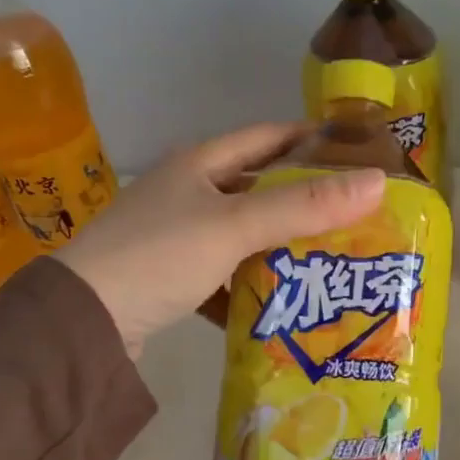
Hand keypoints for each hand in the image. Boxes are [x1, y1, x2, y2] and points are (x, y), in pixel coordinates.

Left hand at [57, 122, 384, 356]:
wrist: (83, 322)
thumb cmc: (159, 255)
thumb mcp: (235, 225)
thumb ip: (305, 205)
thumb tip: (377, 181)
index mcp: (200, 165)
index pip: (266, 137)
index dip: (309, 139)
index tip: (354, 151)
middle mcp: (188, 193)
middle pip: (259, 188)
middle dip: (305, 199)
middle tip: (356, 213)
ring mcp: (177, 236)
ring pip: (245, 233)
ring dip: (282, 245)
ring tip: (333, 258)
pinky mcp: (172, 277)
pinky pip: (227, 272)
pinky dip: (254, 282)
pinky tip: (285, 299)